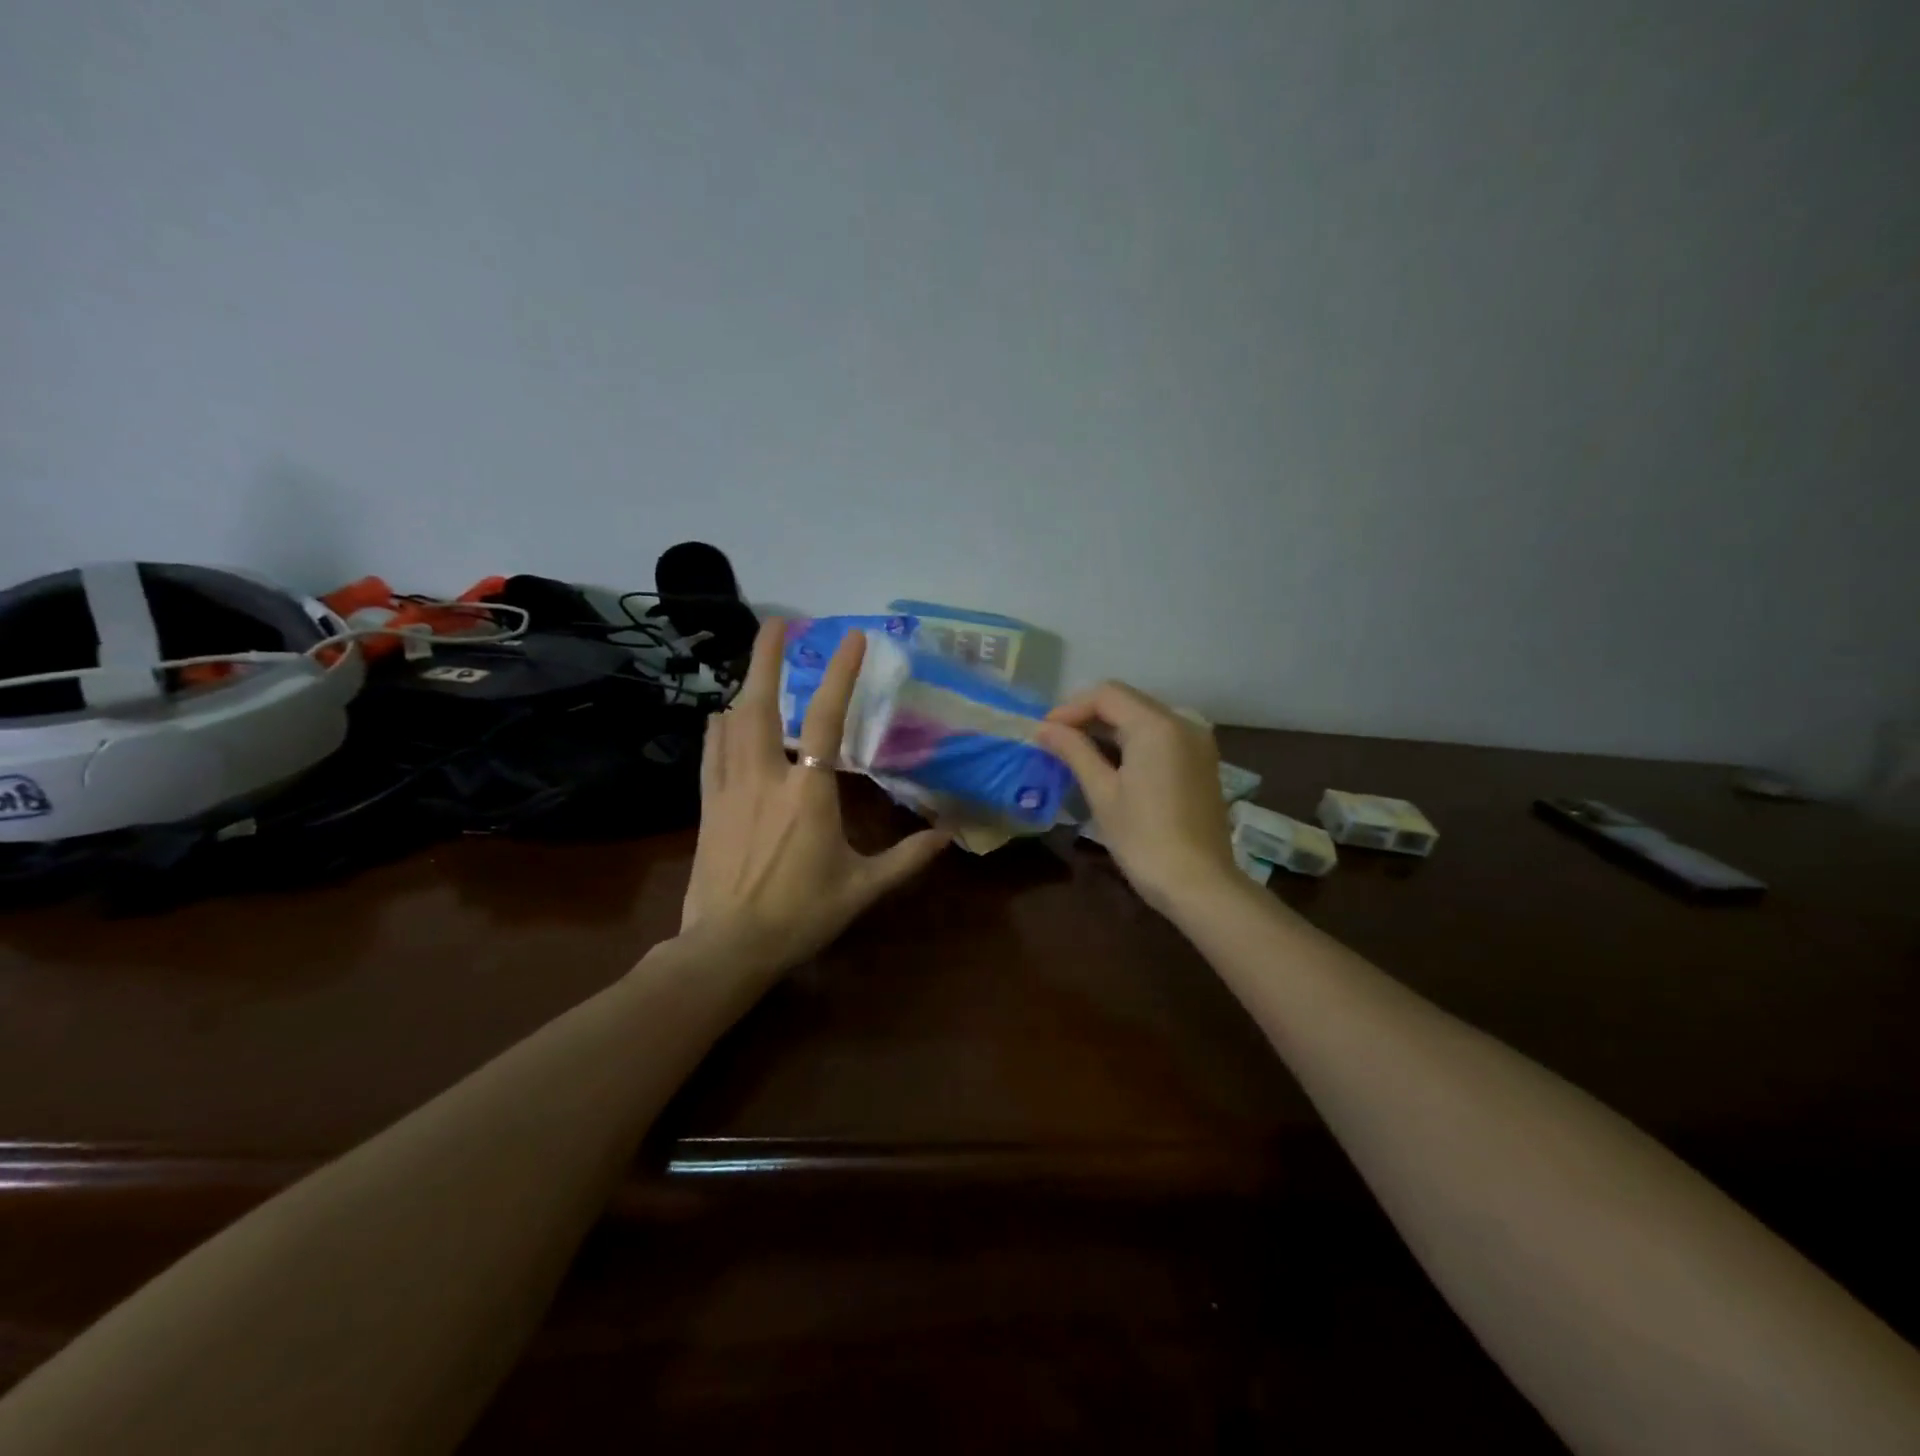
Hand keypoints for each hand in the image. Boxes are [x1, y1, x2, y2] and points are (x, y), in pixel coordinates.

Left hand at [681, 617, 949, 972]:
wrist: (727, 946)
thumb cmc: (800, 915)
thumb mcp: (861, 889)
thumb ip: (905, 859)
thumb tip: (947, 837)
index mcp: (808, 792)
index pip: (826, 719)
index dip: (841, 673)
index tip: (852, 636)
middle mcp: (765, 777)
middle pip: (760, 704)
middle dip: (766, 658)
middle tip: (777, 622)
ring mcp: (729, 788)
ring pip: (731, 723)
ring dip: (744, 686)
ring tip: (757, 665)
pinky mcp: (707, 805)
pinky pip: (710, 752)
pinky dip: (719, 727)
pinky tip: (721, 717)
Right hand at [1037, 682, 1237, 914]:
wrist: (1199, 884)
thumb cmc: (1144, 839)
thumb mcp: (1102, 792)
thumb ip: (1074, 751)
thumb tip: (1043, 728)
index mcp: (1157, 725)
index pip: (1106, 694)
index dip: (1070, 708)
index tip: (1043, 732)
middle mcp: (1183, 722)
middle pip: (1127, 701)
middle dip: (1088, 715)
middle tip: (1055, 741)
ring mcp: (1197, 741)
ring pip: (1144, 717)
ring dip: (1109, 728)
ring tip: (1077, 752)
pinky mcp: (1202, 761)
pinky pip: (1161, 736)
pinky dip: (1132, 741)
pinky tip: (1111, 764)